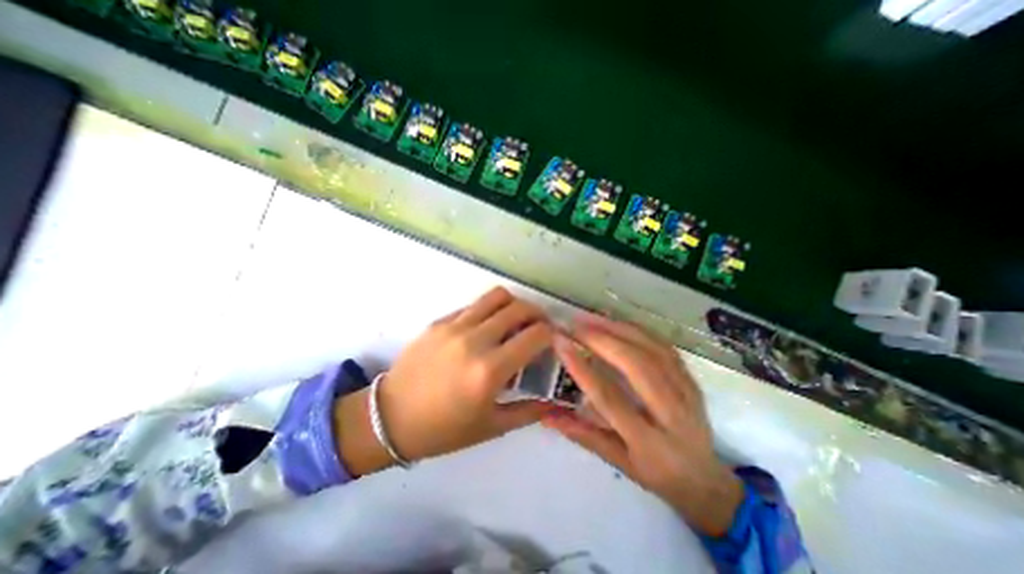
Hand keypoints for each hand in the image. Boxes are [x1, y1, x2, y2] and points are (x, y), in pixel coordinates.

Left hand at [339, 286, 558, 475]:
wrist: (389, 417)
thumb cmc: (443, 429)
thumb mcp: (491, 427)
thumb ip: (530, 411)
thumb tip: (557, 402)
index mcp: (490, 370)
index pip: (536, 334)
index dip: (553, 334)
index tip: (555, 341)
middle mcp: (475, 340)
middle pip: (519, 308)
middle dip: (538, 314)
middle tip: (540, 328)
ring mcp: (455, 326)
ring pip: (497, 296)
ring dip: (514, 305)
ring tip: (516, 321)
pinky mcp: (440, 322)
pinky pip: (474, 306)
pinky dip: (489, 311)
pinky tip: (487, 328)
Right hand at [544, 313, 744, 536]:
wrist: (707, 481)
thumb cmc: (657, 476)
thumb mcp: (618, 463)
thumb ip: (582, 435)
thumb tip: (546, 415)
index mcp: (650, 443)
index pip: (610, 398)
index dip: (582, 369)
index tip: (561, 343)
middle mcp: (672, 414)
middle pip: (636, 365)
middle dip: (601, 339)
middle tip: (574, 325)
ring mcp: (687, 392)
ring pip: (652, 349)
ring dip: (618, 328)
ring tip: (590, 318)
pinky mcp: (691, 378)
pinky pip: (663, 346)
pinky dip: (637, 330)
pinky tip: (617, 322)